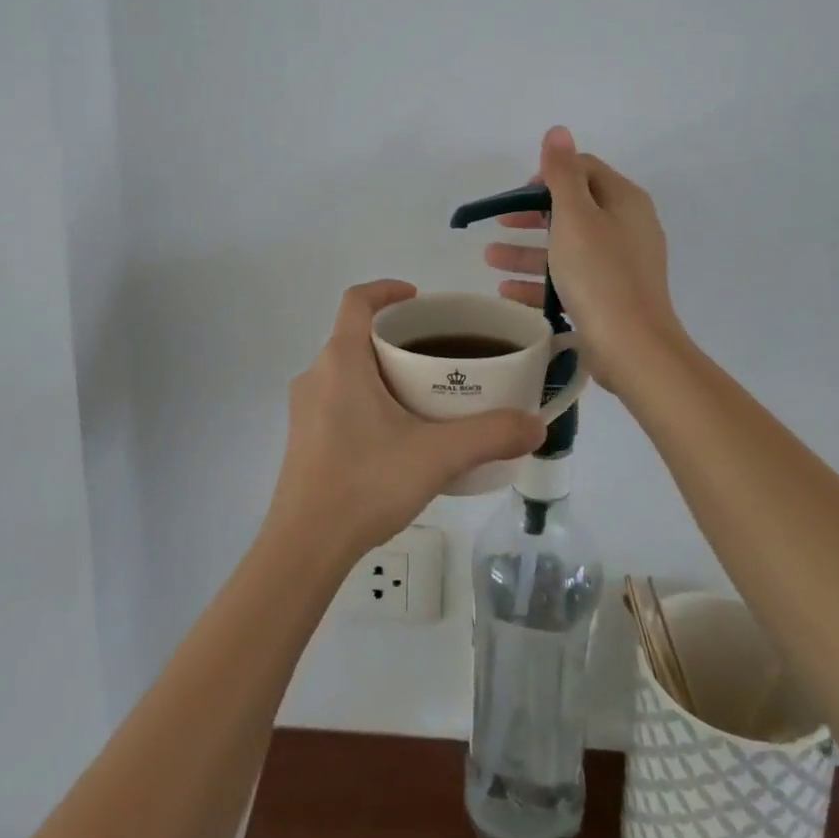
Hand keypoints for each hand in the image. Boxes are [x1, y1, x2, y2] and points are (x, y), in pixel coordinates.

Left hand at [267, 281, 544, 559]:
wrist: (305, 547)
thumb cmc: (366, 484)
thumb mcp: (437, 456)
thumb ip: (490, 435)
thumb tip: (535, 424)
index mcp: (341, 361)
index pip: (356, 300)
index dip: (387, 289)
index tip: (419, 299)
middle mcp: (315, 375)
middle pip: (355, 336)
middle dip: (395, 337)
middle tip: (437, 354)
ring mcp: (304, 409)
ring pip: (346, 370)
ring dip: (381, 370)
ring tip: (423, 395)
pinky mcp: (303, 438)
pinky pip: (337, 399)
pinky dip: (367, 398)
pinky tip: (396, 435)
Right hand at [484, 127, 683, 397]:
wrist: (633, 347)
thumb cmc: (600, 273)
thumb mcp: (575, 216)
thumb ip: (563, 173)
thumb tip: (558, 130)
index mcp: (624, 201)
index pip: (583, 170)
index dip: (547, 175)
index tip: (517, 194)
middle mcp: (626, 227)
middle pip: (573, 209)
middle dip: (531, 215)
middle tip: (499, 223)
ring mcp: (620, 264)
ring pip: (566, 247)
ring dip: (527, 249)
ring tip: (489, 258)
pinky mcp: (610, 296)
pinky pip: (569, 279)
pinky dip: (539, 281)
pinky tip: (506, 291)